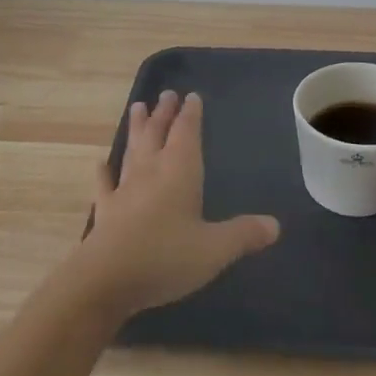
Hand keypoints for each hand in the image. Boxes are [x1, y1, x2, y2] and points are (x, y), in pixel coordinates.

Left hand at [73, 91, 279, 318]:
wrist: (105, 281)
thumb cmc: (166, 257)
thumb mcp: (214, 249)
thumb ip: (243, 234)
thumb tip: (275, 226)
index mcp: (179, 172)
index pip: (186, 134)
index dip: (190, 115)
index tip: (191, 96)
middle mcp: (150, 173)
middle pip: (157, 135)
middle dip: (163, 114)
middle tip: (165, 94)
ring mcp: (124, 191)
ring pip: (132, 151)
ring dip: (136, 129)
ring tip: (137, 108)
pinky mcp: (105, 212)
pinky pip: (105, 185)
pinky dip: (104, 172)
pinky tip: (101, 163)